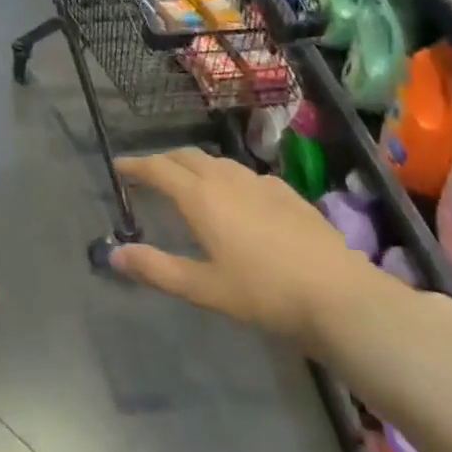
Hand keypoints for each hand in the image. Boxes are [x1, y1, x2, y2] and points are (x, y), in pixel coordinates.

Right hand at [111, 148, 387, 350]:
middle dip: (163, 161)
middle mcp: (227, 179)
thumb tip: (113, 254)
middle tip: (148, 175)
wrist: (338, 295)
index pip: (157, 169)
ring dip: (194, 166)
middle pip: (186, 157)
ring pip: (217, 162)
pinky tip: (236, 199)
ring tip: (187, 183)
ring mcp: (260, 183)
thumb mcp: (203, 288)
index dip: (134, 165)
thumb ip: (156, 269)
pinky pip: (245, 175)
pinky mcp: (287, 193)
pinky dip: (226, 178)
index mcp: (201, 197)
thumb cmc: (263, 293)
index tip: (118, 166)